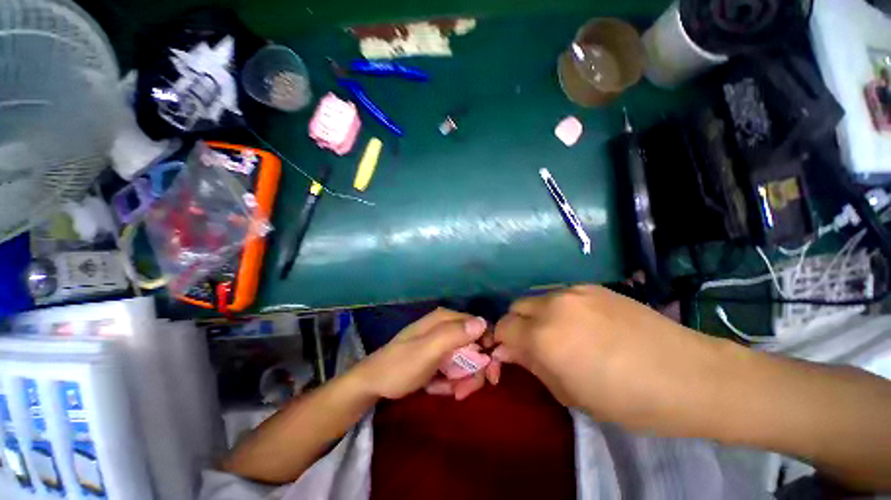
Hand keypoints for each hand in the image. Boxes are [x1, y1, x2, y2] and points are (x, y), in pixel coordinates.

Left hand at [356, 308, 489, 400]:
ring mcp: (442, 342)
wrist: (373, 383)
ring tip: (446, 391)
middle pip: (475, 346)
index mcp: (445, 319)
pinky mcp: (438, 355)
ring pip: (467, 360)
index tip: (490, 375)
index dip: (489, 350)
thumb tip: (483, 322)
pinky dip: (450, 382)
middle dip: (474, 372)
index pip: (480, 327)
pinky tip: (436, 388)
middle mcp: (446, 327)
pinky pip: (455, 369)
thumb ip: (454, 335)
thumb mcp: (427, 351)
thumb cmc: (399, 366)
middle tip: (463, 392)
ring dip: (461, 380)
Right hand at [493, 285, 722, 431]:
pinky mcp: (592, 286)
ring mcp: (573, 291)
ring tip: (561, 334)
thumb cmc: (628, 400)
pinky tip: (583, 324)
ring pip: (537, 298)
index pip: (502, 327)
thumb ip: (532, 365)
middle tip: (535, 345)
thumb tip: (508, 349)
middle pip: (516, 307)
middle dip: (517, 325)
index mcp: (544, 337)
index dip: (502, 341)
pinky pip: (561, 295)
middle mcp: (552, 305)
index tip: (512, 353)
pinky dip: (559, 308)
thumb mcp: (570, 393)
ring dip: (537, 315)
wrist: (690, 375)